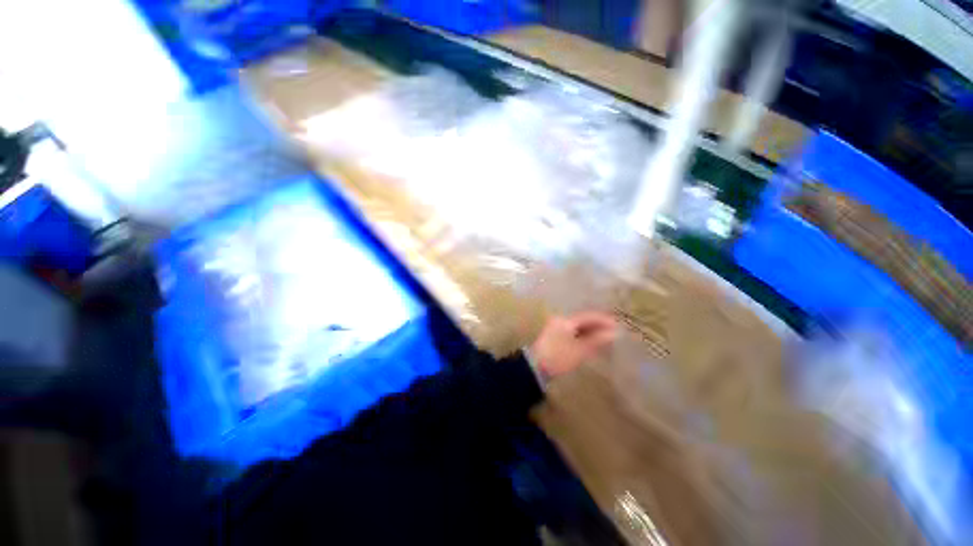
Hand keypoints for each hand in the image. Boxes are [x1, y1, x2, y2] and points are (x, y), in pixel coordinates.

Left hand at [530, 312, 617, 379]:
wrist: (536, 368)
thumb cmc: (559, 357)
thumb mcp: (580, 350)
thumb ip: (597, 340)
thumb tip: (614, 333)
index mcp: (566, 320)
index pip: (588, 316)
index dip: (603, 320)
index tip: (618, 325)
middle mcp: (561, 321)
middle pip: (583, 320)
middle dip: (598, 326)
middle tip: (614, 332)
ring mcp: (556, 328)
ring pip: (578, 327)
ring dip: (591, 331)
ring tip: (606, 338)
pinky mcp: (555, 337)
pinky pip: (573, 333)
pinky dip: (584, 336)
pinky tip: (592, 343)